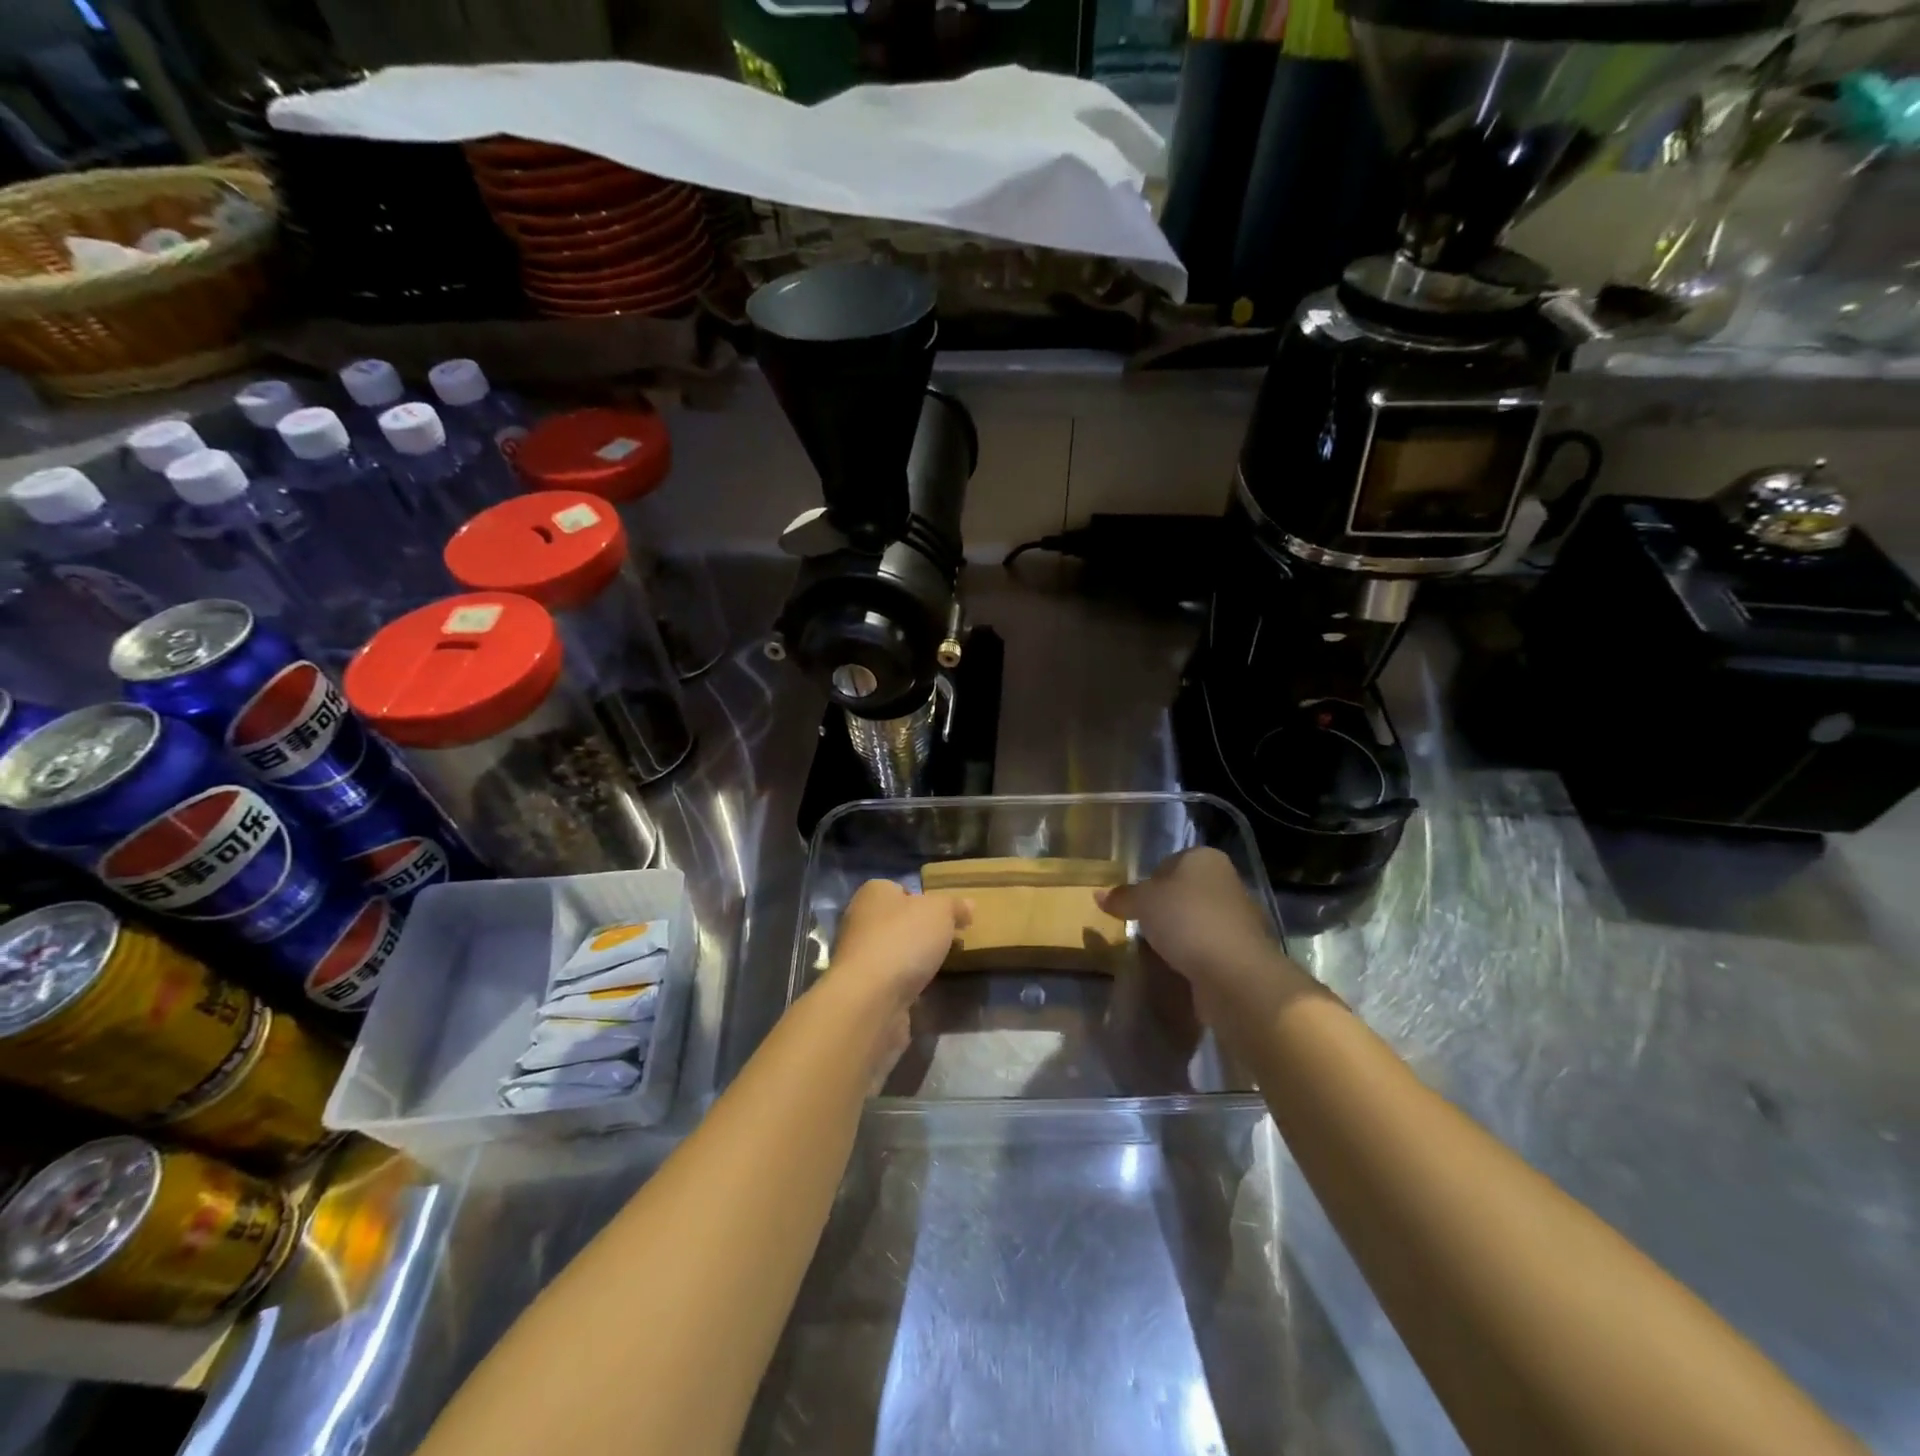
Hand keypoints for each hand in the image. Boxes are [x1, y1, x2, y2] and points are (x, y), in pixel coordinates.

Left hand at [828, 879, 971, 1013]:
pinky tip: (924, 990)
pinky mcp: (862, 988)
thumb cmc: (904, 939)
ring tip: (940, 967)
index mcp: (873, 893)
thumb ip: (955, 906)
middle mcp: (860, 921)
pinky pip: (890, 980)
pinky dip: (906, 984)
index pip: (900, 889)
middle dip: (920, 931)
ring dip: (913, 960)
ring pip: (893, 951)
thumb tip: (968, 905)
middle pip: (897, 921)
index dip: (924, 900)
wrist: (871, 998)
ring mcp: (858, 957)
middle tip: (949, 941)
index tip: (946, 916)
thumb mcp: (940, 911)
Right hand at [1099, 849, 1307, 1020]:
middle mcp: (1226, 882)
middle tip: (1139, 927)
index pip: (1168, 863)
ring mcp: (1237, 918)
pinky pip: (1206, 947)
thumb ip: (1122, 896)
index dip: (1147, 882)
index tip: (1132, 904)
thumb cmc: (1186, 920)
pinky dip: (1192, 955)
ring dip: (1177, 934)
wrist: (1234, 973)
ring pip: (1195, 920)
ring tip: (1154, 951)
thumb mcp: (1143, 902)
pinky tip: (1177, 967)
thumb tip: (1099, 894)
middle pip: (1182, 892)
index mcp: (1205, 858)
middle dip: (1162, 909)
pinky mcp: (1241, 951)